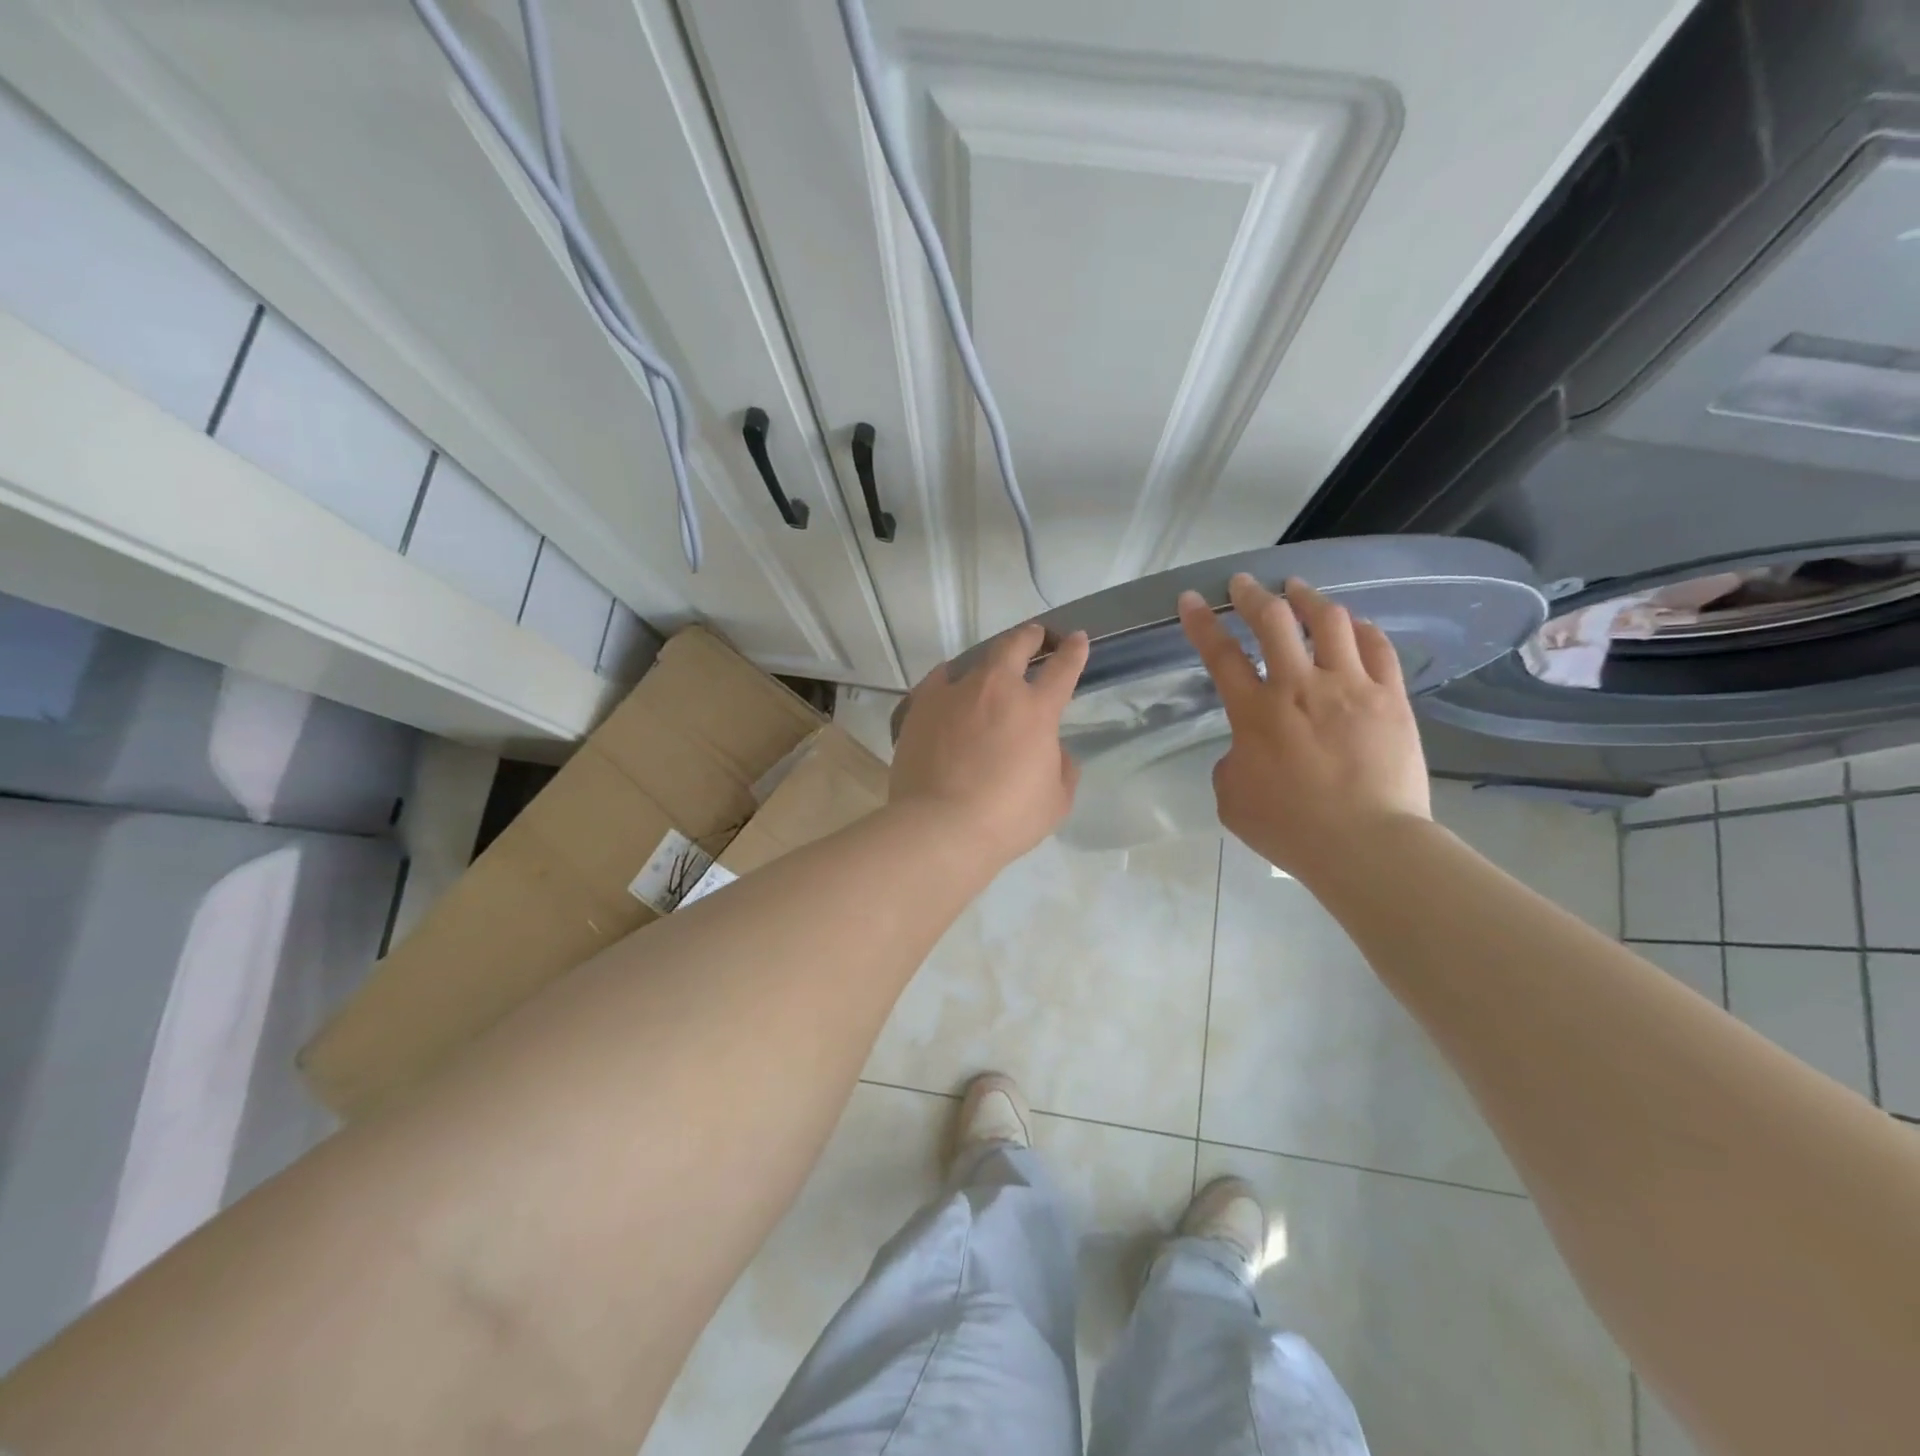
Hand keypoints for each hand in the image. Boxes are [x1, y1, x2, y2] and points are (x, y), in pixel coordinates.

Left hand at [890, 624, 1089, 865]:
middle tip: (1036, 636)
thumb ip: (1062, 768)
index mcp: (1036, 710)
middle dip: (1030, 636)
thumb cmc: (1006, 819)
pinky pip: (939, 680)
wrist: (940, 827)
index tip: (1078, 639)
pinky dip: (950, 681)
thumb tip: (1054, 750)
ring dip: (989, 663)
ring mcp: (955, 693)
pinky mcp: (921, 706)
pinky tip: (950, 691)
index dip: (1073, 651)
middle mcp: (996, 690)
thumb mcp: (1055, 801)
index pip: (1063, 669)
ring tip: (989, 673)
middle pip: (1015, 645)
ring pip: (975, 662)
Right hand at [1179, 574, 1429, 878]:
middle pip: (1274, 622)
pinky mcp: (1391, 697)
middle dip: (1252, 596)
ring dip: (1308, 599)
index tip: (1191, 599)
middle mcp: (1300, 687)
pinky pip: (1378, 647)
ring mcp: (1351, 687)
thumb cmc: (1290, 828)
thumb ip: (1231, 762)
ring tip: (1298, 589)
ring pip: (1330, 622)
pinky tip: (1353, 624)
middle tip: (1243, 585)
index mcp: (1256, 713)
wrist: (1366, 845)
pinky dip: (1361, 628)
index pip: (1220, 654)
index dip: (1201, 623)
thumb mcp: (1232, 799)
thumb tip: (1247, 748)